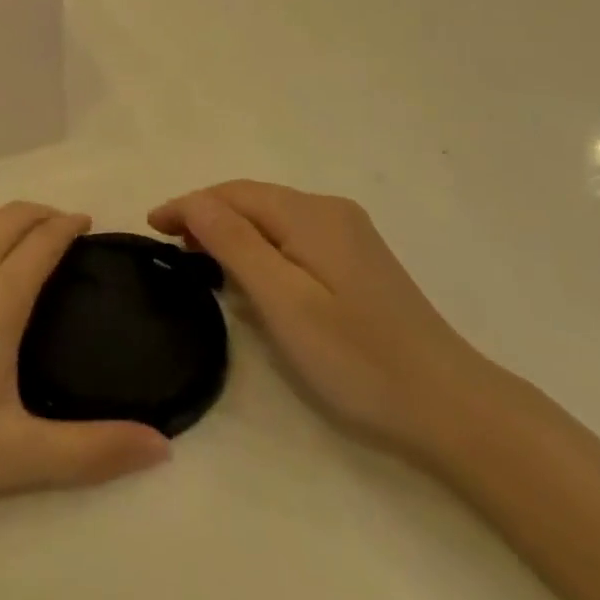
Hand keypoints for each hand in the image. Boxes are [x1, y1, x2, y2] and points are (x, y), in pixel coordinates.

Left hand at [0, 202, 170, 530]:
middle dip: (44, 213)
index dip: (69, 225)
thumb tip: (163, 448)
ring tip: (25, 227)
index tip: (87, 225)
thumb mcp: (17, 457)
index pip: (43, 241)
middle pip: (12, 216)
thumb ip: (93, 451)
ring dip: (8, 212)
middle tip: (63, 229)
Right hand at [149, 181, 493, 457]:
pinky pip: (293, 236)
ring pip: (273, 218)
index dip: (188, 205)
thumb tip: (194, 201)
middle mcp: (330, 211)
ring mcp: (349, 234)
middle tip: (168, 245)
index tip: (149, 227)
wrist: (449, 405)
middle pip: (253, 200)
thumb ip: (235, 244)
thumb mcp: (284, 302)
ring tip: (197, 257)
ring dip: (232, 230)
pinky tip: (249, 271)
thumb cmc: (356, 358)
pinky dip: (260, 245)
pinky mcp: (358, 260)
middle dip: (206, 214)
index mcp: (310, 214)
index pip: (233, 194)